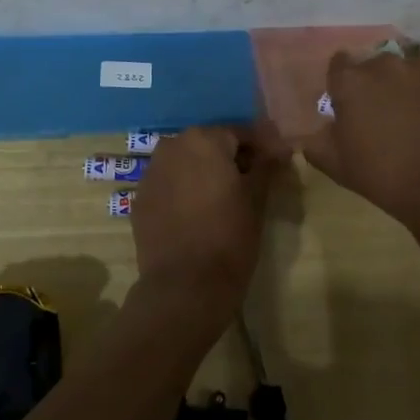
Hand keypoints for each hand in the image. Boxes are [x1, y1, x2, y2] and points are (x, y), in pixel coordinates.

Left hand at [132, 125, 287, 315]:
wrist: (185, 286)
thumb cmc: (230, 235)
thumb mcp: (257, 198)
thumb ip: (267, 165)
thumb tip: (279, 148)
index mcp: (204, 139)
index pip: (240, 133)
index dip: (260, 149)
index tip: (274, 166)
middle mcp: (172, 146)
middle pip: (209, 145)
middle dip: (229, 159)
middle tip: (249, 184)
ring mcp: (151, 173)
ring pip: (185, 164)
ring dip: (203, 174)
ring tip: (222, 201)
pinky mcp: (139, 200)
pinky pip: (168, 186)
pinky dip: (183, 192)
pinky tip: (196, 216)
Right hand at [302, 51, 419, 240]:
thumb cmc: (392, 182)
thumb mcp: (340, 168)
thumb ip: (319, 140)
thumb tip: (320, 127)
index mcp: (352, 82)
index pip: (340, 66)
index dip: (347, 86)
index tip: (356, 106)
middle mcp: (387, 62)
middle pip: (379, 66)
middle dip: (383, 86)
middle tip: (394, 117)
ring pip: (416, 69)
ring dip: (416, 87)